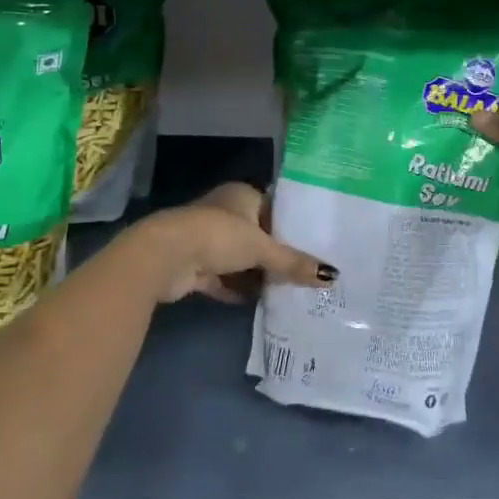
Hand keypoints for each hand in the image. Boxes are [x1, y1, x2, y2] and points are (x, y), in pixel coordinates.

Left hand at [127, 182, 332, 304]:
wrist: (166, 256)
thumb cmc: (219, 236)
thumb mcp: (262, 248)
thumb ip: (294, 262)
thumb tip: (332, 276)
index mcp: (241, 195)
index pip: (274, 208)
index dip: (291, 226)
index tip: (314, 244)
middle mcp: (224, 213)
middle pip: (257, 235)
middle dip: (275, 254)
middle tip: (305, 271)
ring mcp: (207, 240)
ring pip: (239, 259)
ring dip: (256, 274)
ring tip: (288, 290)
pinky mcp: (194, 266)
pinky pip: (223, 279)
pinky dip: (237, 290)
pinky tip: (258, 303)